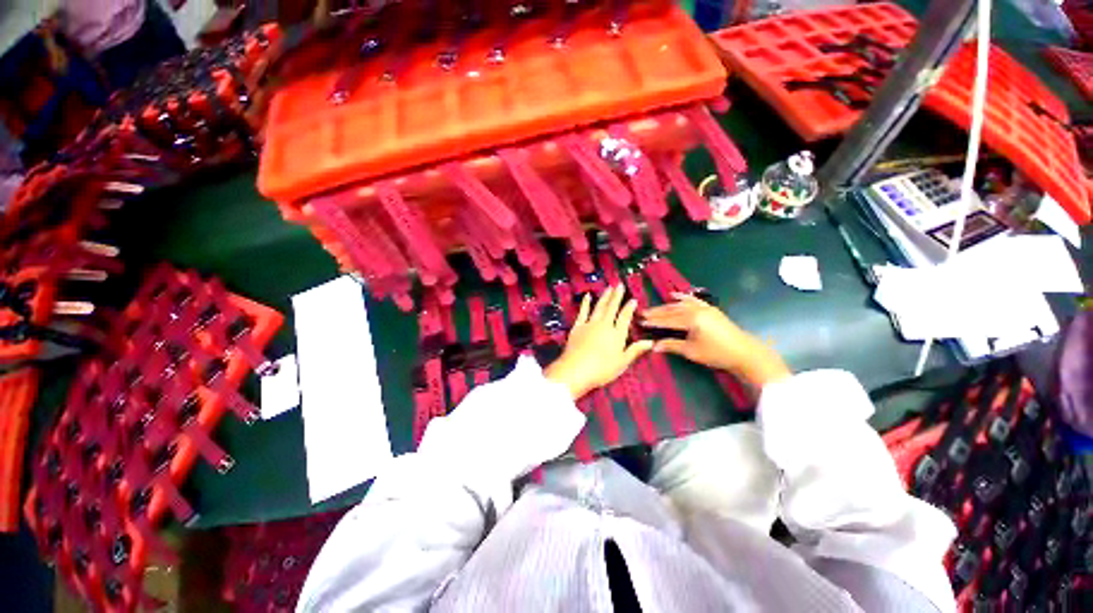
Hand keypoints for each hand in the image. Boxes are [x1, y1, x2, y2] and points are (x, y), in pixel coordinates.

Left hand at [545, 285, 653, 399]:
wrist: (576, 369)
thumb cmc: (602, 369)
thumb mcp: (622, 362)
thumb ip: (635, 350)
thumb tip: (651, 342)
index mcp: (617, 334)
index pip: (625, 317)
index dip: (629, 308)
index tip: (633, 299)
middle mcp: (604, 325)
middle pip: (612, 308)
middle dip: (617, 296)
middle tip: (619, 285)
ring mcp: (590, 324)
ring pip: (599, 307)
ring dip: (605, 296)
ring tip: (609, 287)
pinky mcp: (578, 326)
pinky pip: (583, 312)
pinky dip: (586, 303)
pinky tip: (587, 296)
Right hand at [641, 293, 790, 387]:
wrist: (744, 353)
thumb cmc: (717, 354)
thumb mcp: (692, 351)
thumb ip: (672, 345)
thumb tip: (654, 347)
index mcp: (692, 320)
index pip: (668, 320)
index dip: (654, 321)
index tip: (641, 322)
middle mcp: (697, 310)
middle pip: (672, 310)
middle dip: (657, 312)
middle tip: (643, 313)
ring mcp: (704, 308)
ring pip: (681, 305)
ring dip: (666, 306)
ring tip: (653, 308)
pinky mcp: (710, 309)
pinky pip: (693, 300)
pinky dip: (682, 298)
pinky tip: (674, 295)